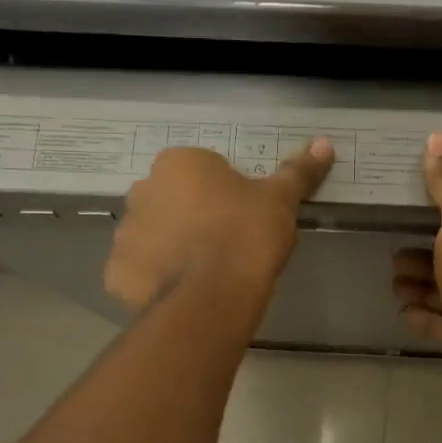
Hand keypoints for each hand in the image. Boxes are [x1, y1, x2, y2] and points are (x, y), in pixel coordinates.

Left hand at [104, 140, 333, 310]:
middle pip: (174, 200)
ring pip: (153, 234)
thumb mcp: (281, 200)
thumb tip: (325, 143)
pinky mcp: (116, 272)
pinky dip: (156, 279)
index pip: (204, 171)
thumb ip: (299, 171)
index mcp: (178, 163)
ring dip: (172, 246)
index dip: (227, 195)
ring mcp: (124, 232)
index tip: (245, 219)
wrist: (210, 299)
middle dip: (194, 217)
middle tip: (227, 245)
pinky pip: (139, 270)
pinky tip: (182, 293)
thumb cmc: (246, 236)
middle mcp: (142, 189)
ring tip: (206, 273)